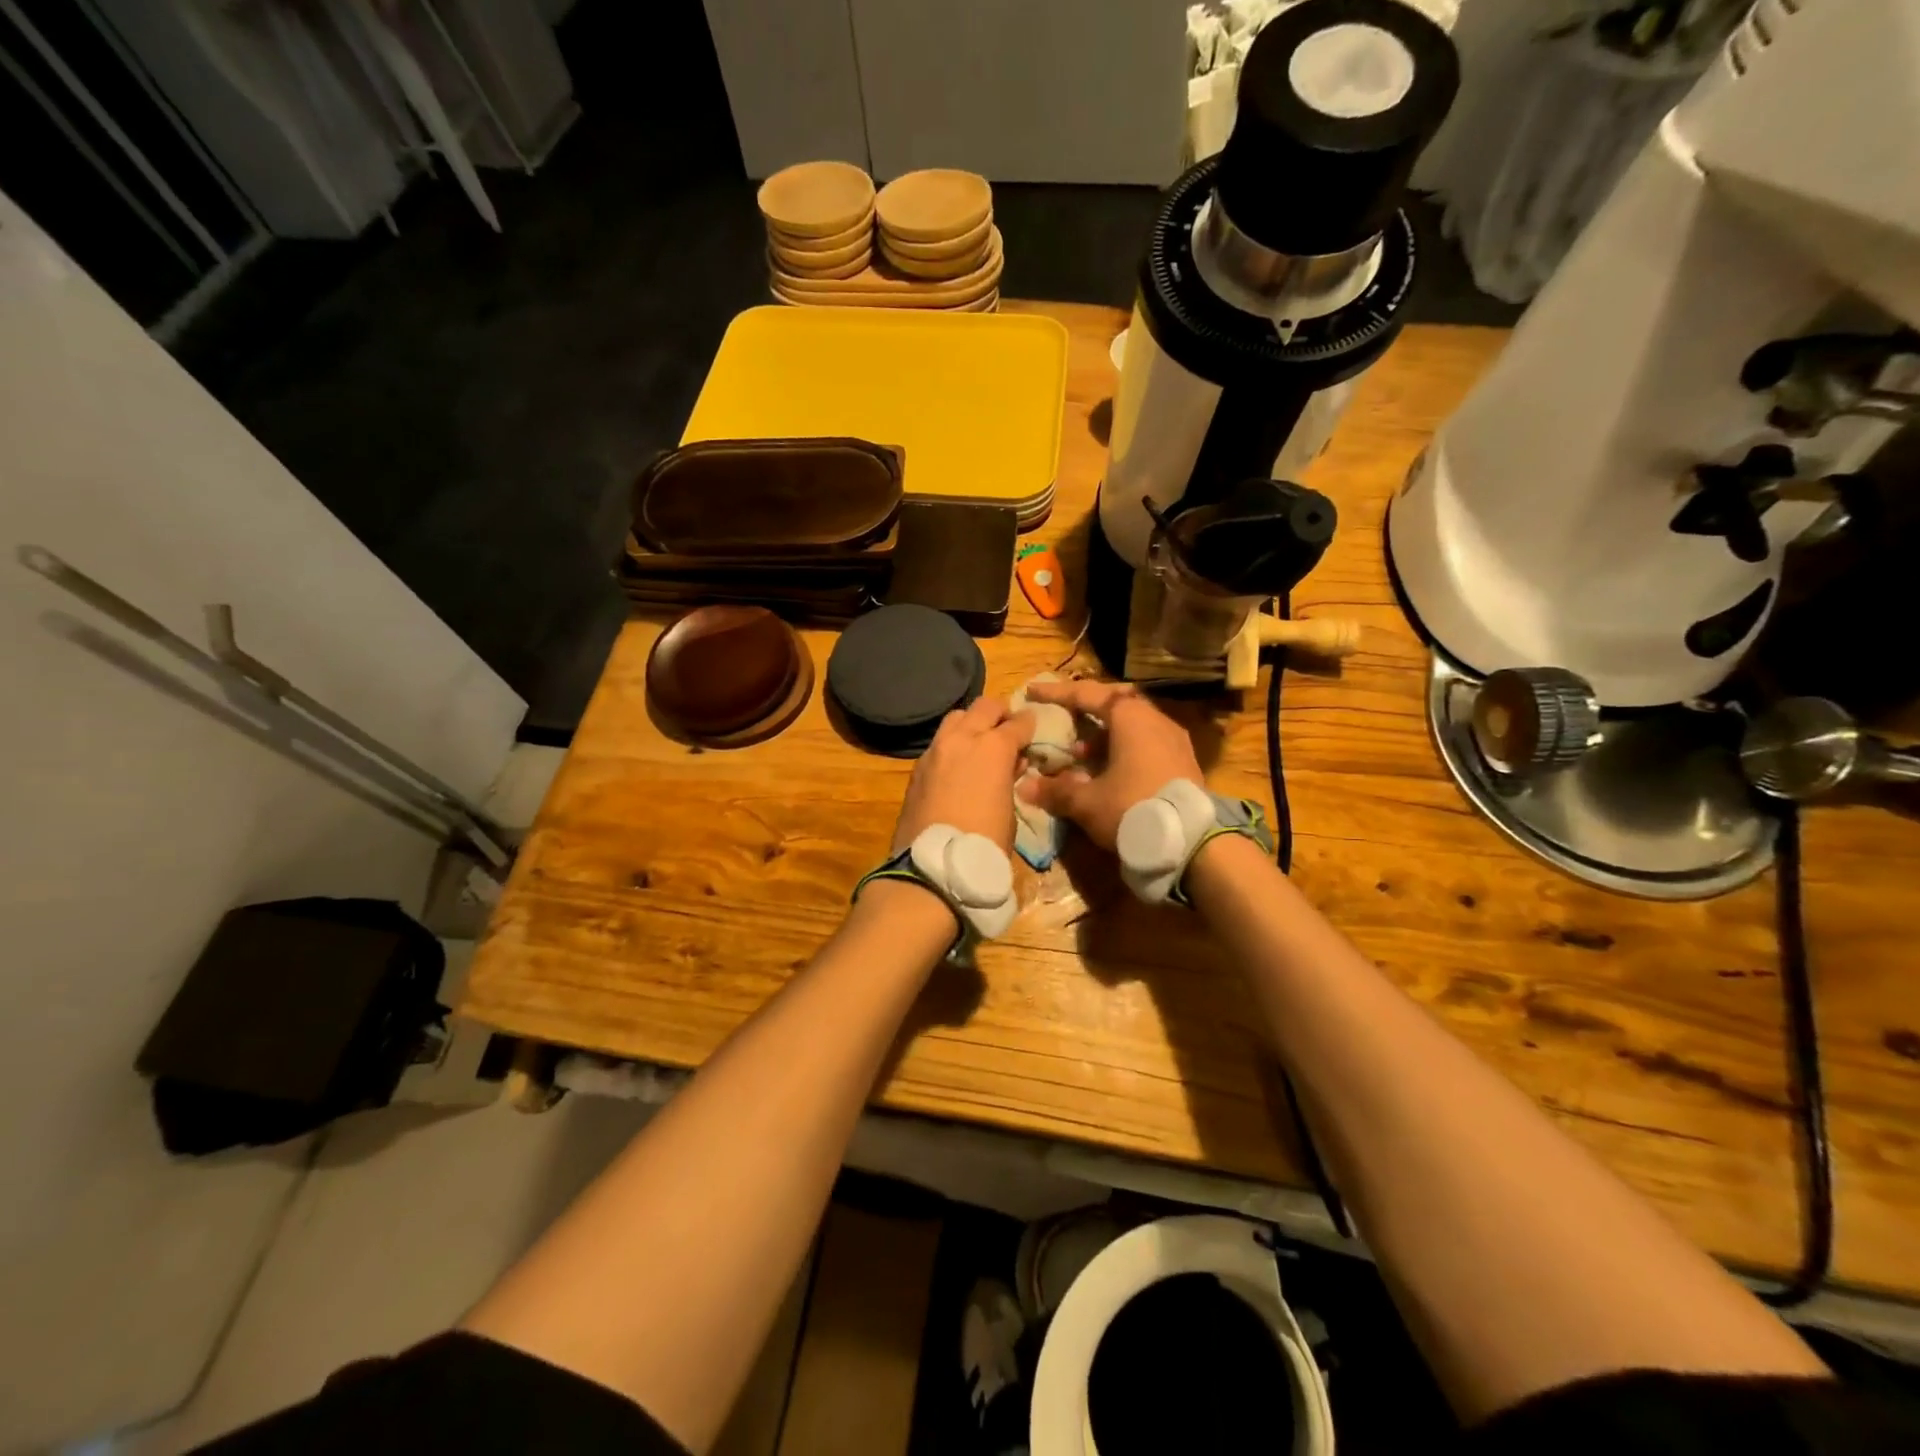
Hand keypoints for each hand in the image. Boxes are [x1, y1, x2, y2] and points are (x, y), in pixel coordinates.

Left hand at [891, 697, 1035, 852]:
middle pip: (984, 707)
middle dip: (1000, 713)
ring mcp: (935, 750)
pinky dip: (952, 744)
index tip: (1033, 728)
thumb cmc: (985, 842)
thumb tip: (1011, 764)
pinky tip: (958, 764)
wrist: (933, 865)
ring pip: (956, 718)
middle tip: (1007, 728)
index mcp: (993, 747)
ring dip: (971, 723)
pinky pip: (938, 742)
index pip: (1017, 722)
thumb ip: (1011, 778)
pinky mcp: (917, 767)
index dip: (1029, 724)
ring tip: (980, 742)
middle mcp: (962, 739)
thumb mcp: (1010, 809)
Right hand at [1017, 680, 1203, 849]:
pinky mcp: (1184, 762)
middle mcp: (1155, 719)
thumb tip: (1025, 787)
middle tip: (1064, 717)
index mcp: (1130, 717)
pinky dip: (1123, 748)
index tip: (1033, 691)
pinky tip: (1109, 772)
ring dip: (1104, 734)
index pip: (1087, 694)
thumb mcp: (1087, 802)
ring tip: (1081, 753)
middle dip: (1086, 710)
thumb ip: (1055, 790)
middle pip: (1114, 703)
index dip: (1056, 693)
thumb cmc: (1133, 809)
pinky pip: (1147, 742)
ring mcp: (1174, 740)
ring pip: (1133, 725)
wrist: (1192, 843)